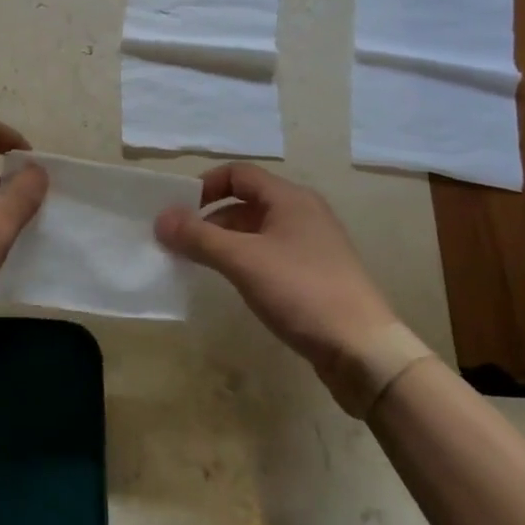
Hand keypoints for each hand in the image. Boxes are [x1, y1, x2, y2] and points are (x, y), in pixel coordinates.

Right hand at [156, 164, 396, 382]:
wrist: (363, 351)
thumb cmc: (301, 292)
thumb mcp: (242, 260)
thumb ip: (198, 237)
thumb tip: (161, 218)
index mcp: (290, 199)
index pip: (238, 173)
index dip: (205, 186)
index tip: (178, 211)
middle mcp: (303, 213)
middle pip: (246, 202)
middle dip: (209, 218)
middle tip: (180, 242)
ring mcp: (312, 245)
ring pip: (257, 231)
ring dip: (225, 241)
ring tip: (198, 264)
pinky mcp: (315, 274)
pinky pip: (270, 254)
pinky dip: (245, 260)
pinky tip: (232, 283)